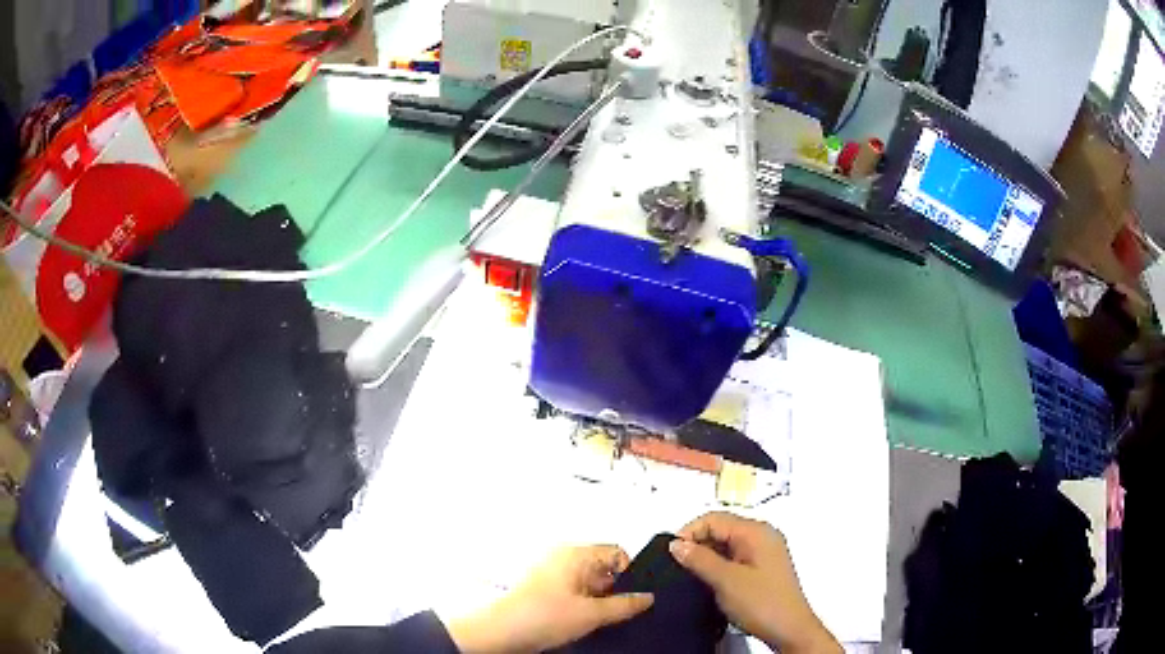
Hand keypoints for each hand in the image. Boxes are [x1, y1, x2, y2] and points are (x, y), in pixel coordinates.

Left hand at [447, 545, 653, 652]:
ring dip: (597, 602)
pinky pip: (574, 594)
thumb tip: (647, 598)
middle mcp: (563, 558)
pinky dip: (582, 607)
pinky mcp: (544, 591)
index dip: (630, 573)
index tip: (633, 595)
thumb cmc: (537, 616)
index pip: (617, 552)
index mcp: (575, 553)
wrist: (500, 633)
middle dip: (613, 591)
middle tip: (611, 612)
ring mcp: (552, 574)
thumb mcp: (592, 614)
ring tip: (591, 620)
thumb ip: (625, 605)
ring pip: (590, 584)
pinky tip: (578, 623)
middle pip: (604, 569)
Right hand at [670, 512, 840, 653]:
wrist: (790, 629)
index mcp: (756, 532)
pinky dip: (718, 566)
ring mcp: (764, 553)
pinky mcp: (763, 569)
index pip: (714, 519)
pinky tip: (708, 582)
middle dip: (697, 544)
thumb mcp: (726, 581)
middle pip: (721, 529)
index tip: (670, 554)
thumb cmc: (761, 602)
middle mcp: (762, 536)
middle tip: (677, 567)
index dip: (690, 532)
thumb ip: (700, 559)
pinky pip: (734, 558)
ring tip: (690, 576)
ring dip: (706, 557)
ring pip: (726, 545)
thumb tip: (676, 543)